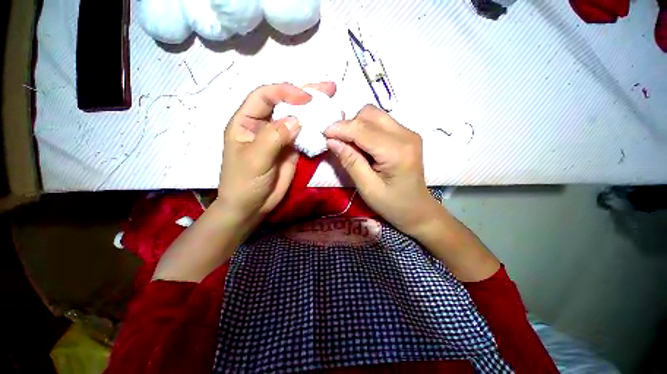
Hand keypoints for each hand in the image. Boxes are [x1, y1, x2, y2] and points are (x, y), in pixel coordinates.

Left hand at [218, 82, 336, 228]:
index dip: (285, 92)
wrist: (252, 206)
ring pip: (298, 119)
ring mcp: (281, 137)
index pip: (265, 96)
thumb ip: (274, 137)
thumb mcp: (255, 159)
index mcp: (247, 121)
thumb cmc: (244, 182)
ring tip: (333, 104)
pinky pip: (305, 136)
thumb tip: (297, 120)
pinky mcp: (292, 149)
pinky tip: (328, 125)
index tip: (306, 98)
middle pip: (285, 103)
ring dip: (315, 112)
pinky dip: (316, 131)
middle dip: (306, 94)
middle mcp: (265, 124)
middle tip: (329, 88)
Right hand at [324, 104, 441, 236]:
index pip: (362, 129)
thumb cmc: (392, 205)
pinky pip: (380, 122)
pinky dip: (366, 129)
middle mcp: (406, 135)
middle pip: (369, 114)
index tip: (323, 134)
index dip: (340, 129)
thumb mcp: (367, 188)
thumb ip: (350, 162)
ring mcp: (408, 133)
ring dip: (357, 126)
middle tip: (337, 142)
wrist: (417, 210)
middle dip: (349, 125)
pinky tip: (362, 145)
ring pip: (374, 115)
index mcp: (397, 151)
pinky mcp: (406, 135)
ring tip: (350, 145)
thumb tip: (331, 140)